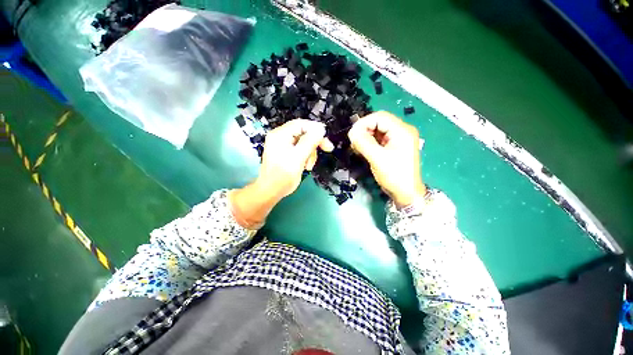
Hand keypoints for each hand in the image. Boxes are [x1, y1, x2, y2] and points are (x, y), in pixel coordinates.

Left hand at [230, 119, 332, 228]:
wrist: (271, 191)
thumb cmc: (282, 176)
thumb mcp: (298, 158)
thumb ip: (309, 142)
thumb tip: (321, 128)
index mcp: (280, 135)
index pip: (301, 124)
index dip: (315, 129)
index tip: (326, 139)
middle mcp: (281, 137)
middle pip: (303, 132)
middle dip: (314, 143)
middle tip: (327, 149)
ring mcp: (283, 145)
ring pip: (304, 142)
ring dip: (311, 153)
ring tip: (309, 165)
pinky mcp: (286, 152)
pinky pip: (301, 149)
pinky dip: (306, 156)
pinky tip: (306, 166)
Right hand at [348, 111, 425, 207]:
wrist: (406, 193)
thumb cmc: (395, 176)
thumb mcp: (377, 158)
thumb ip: (363, 143)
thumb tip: (351, 132)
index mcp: (402, 131)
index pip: (379, 117)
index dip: (363, 123)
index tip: (352, 134)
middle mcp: (401, 131)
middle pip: (378, 122)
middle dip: (364, 130)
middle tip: (354, 142)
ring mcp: (398, 139)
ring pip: (377, 130)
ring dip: (365, 137)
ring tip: (357, 147)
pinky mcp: (393, 146)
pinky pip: (378, 139)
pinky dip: (369, 142)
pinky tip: (363, 150)